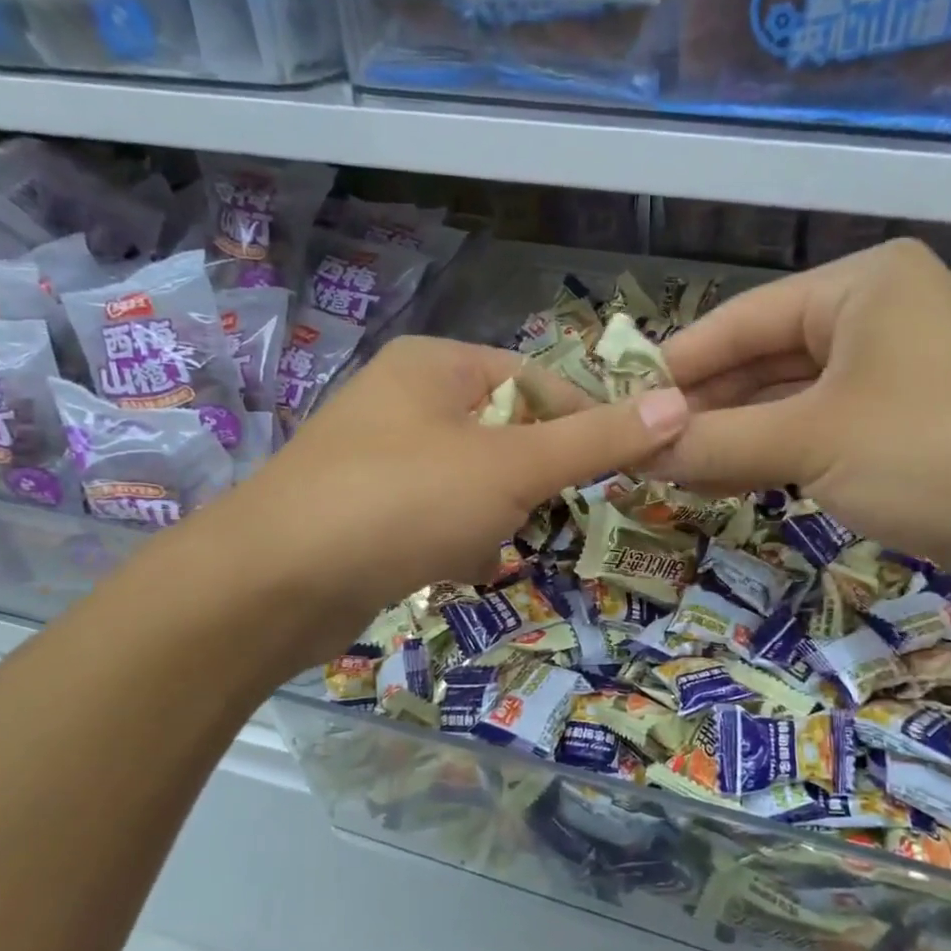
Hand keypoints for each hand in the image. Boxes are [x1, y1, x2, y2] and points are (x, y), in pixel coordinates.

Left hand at [195, 335, 687, 662]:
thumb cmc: (402, 502)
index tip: (618, 470)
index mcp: (436, 366)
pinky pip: (435, 517)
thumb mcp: (511, 467)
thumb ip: (595, 439)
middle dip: (529, 482)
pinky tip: (452, 567)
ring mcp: (380, 458)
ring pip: (473, 481)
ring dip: (493, 517)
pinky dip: (455, 541)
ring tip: (483, 545)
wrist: (273, 584)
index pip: (538, 379)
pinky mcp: (365, 511)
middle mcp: (404, 400)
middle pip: (506, 433)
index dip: (584, 422)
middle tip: (539, 514)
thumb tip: (677, 404)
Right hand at [655, 239, 950, 590]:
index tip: (619, 403)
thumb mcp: (812, 441)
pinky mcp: (900, 430)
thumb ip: (716, 441)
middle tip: (638, 449)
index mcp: (860, 287)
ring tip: (666, 473)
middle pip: (761, 361)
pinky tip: (720, 482)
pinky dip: (769, 458)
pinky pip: (814, 435)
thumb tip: (634, 447)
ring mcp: (890, 377)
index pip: (741, 319)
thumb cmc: (936, 454)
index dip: (676, 365)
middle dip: (702, 408)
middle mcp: (874, 319)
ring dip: (730, 438)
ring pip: (785, 403)